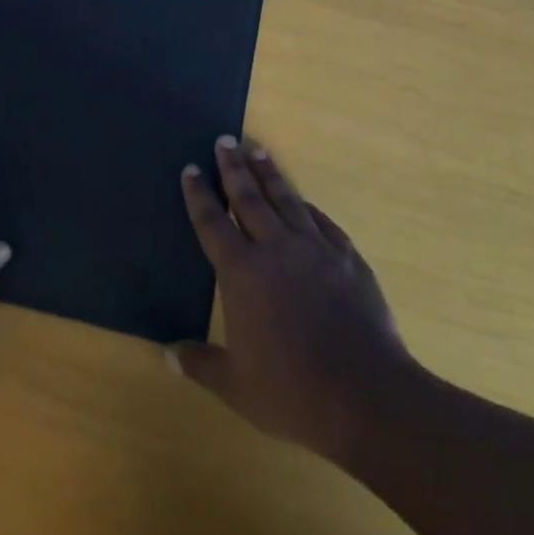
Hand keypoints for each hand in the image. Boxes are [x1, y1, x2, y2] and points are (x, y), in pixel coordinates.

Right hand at [170, 136, 414, 464]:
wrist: (366, 395)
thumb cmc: (292, 392)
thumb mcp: (236, 386)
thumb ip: (201, 364)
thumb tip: (167, 354)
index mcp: (242, 273)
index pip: (213, 223)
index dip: (199, 195)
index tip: (192, 168)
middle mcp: (275, 249)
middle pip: (249, 198)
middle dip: (234, 168)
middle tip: (226, 139)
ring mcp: (315, 249)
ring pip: (286, 199)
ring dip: (269, 174)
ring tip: (258, 150)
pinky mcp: (347, 257)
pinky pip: (321, 221)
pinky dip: (307, 206)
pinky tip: (303, 200)